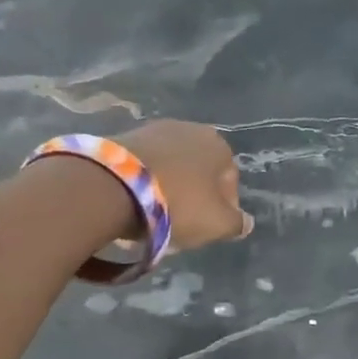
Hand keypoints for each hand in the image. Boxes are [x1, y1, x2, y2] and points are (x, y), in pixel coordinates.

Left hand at [122, 121, 253, 250]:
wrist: (112, 186)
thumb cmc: (178, 203)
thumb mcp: (217, 223)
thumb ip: (236, 223)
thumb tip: (245, 222)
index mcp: (219, 145)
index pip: (230, 181)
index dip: (224, 209)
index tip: (210, 229)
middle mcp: (190, 129)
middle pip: (199, 172)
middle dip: (195, 196)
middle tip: (184, 224)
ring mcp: (154, 130)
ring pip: (171, 168)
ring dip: (168, 189)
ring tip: (156, 217)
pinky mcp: (123, 137)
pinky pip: (144, 166)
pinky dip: (145, 183)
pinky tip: (135, 204)